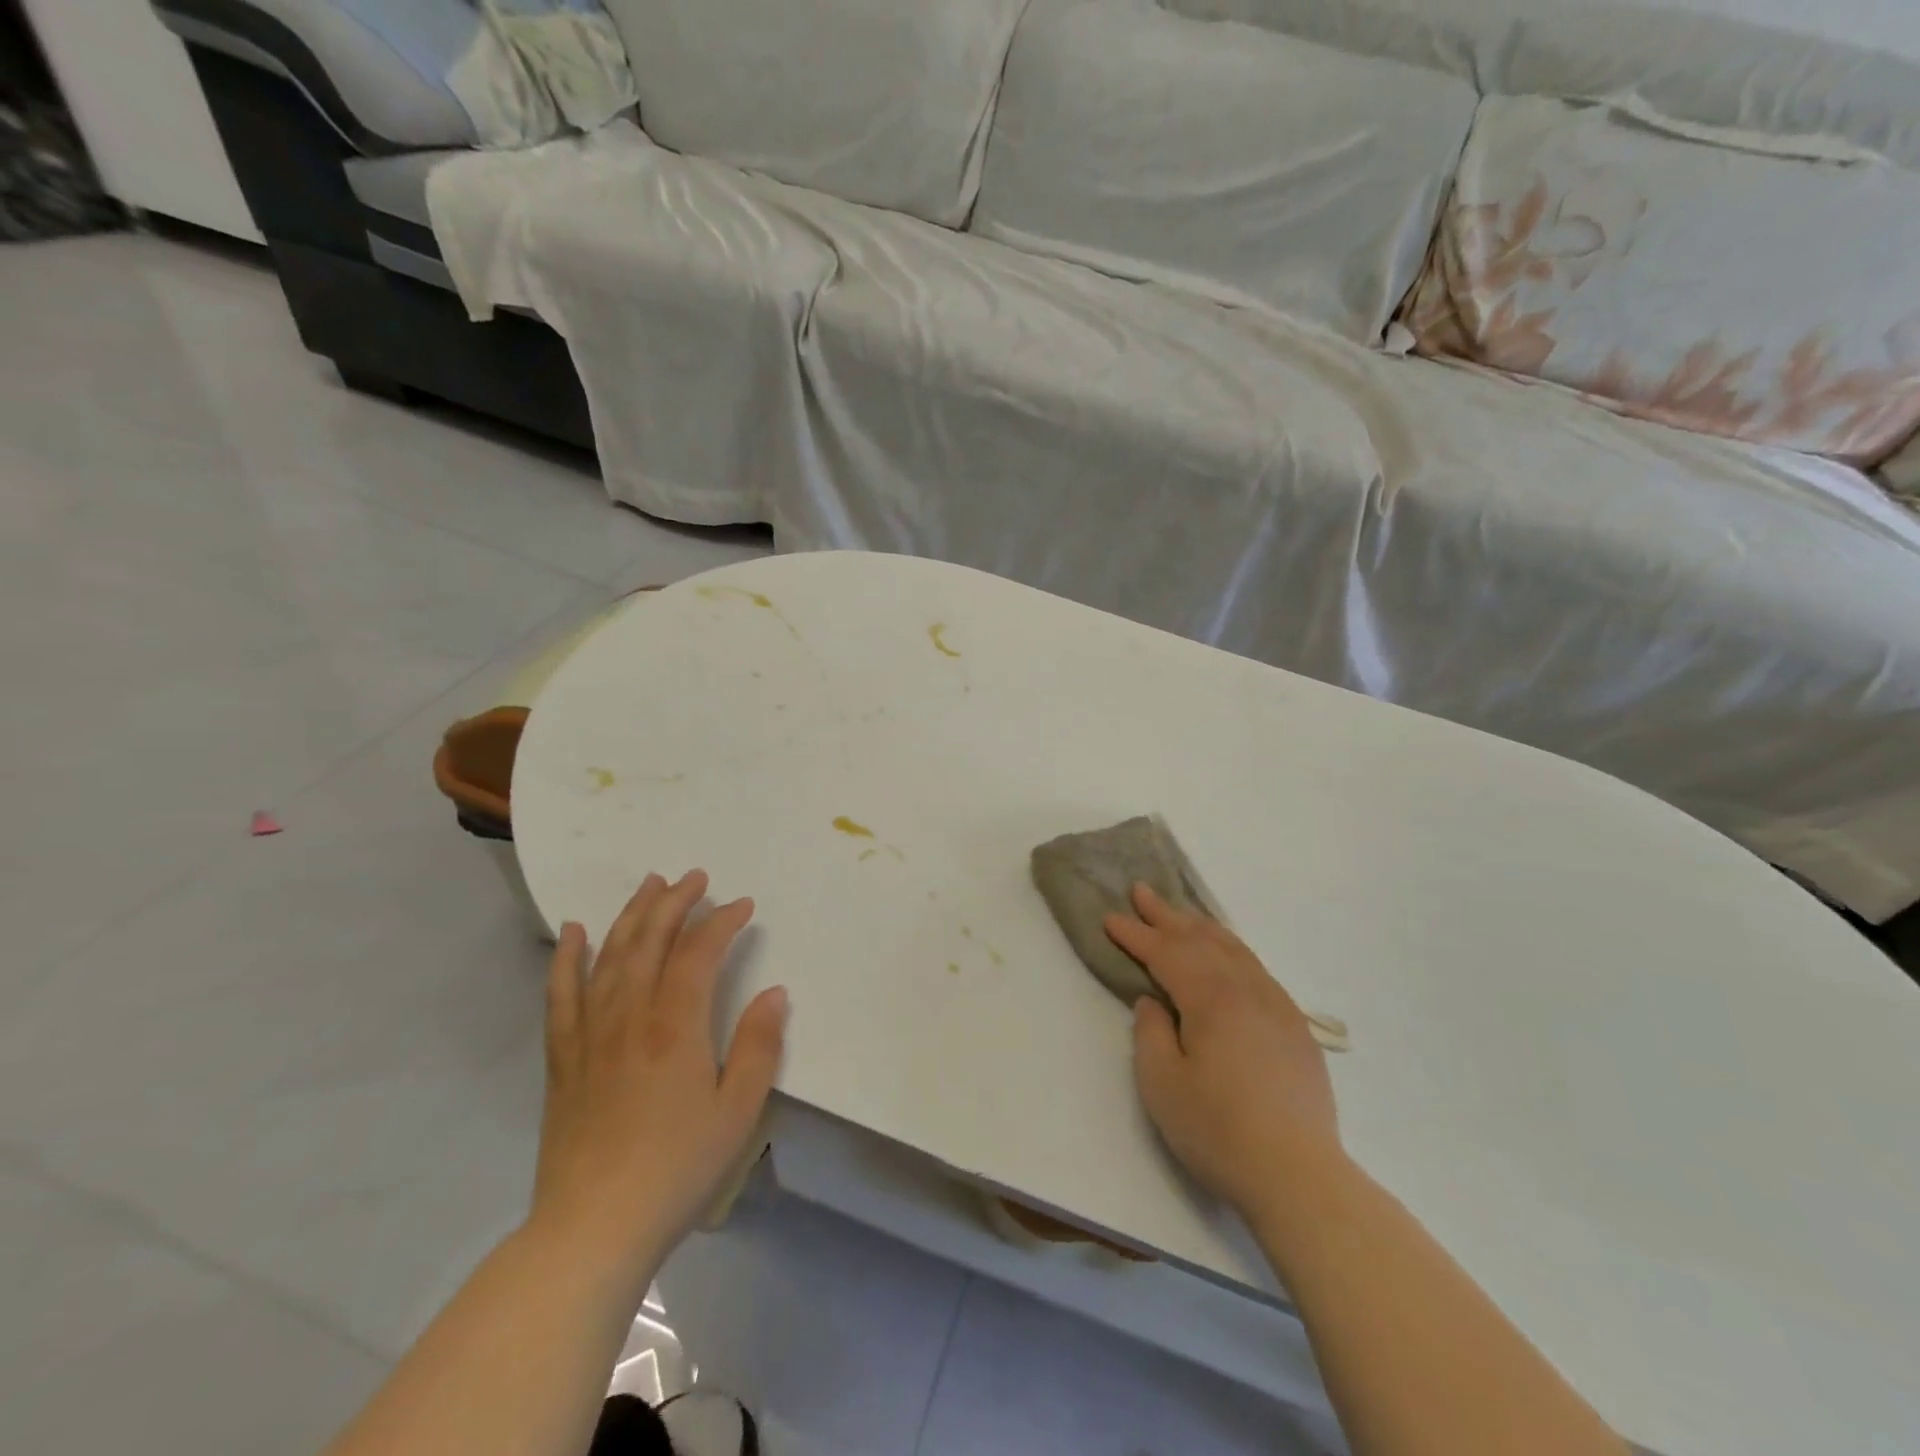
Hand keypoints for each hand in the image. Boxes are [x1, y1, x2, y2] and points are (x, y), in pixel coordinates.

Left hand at [529, 871, 787, 1289]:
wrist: (591, 1229)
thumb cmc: (676, 1169)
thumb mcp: (737, 1112)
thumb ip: (758, 1047)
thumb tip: (775, 993)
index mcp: (676, 1027)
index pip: (699, 953)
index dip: (721, 921)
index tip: (743, 906)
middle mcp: (630, 1016)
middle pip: (650, 941)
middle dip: (675, 902)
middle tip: (695, 877)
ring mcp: (590, 1034)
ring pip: (609, 956)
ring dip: (631, 915)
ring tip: (648, 884)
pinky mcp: (563, 1057)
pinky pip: (561, 995)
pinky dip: (568, 958)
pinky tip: (574, 932)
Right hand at [1105, 884, 1341, 1217]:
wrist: (1300, 1176)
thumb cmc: (1219, 1131)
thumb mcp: (1162, 1084)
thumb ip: (1151, 1033)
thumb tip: (1154, 1002)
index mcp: (1211, 999)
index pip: (1165, 953)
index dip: (1135, 934)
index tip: (1110, 917)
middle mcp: (1246, 989)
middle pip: (1200, 940)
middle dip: (1166, 915)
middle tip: (1141, 890)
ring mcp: (1276, 1006)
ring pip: (1233, 949)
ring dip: (1201, 926)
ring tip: (1181, 913)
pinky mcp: (1295, 1027)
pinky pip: (1257, 969)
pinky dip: (1233, 950)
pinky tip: (1228, 955)